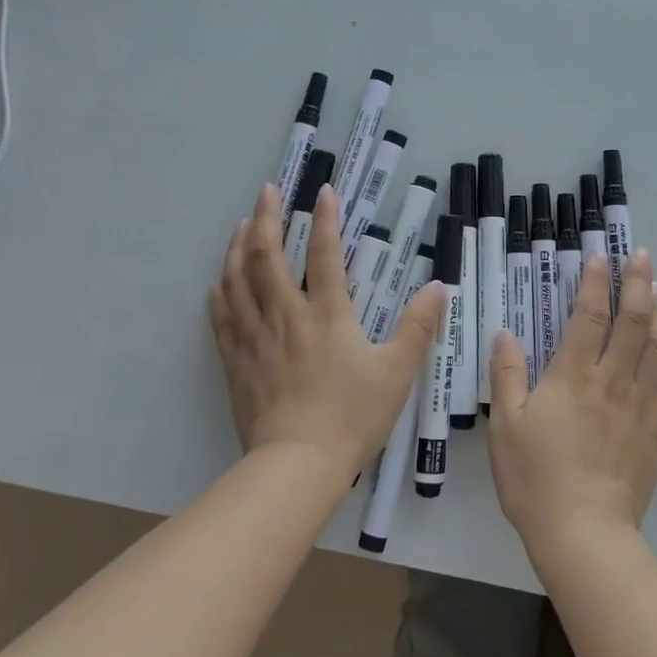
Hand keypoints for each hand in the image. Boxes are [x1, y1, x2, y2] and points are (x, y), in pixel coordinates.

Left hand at [209, 184, 444, 482]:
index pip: (324, 254)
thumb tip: (438, 286)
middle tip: (267, 192)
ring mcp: (256, 338)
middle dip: (267, 218)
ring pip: (238, 281)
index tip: (322, 191)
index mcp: (327, 314)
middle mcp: (286, 315)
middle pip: (268, 257)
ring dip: (239, 248)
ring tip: (241, 225)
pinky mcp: (237, 362)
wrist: (298, 465)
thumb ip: (418, 326)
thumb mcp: (397, 372)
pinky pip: (222, 318)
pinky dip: (220, 294)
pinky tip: (218, 282)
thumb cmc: (352, 416)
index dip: (325, 219)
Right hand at [487, 249, 656, 554]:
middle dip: (637, 284)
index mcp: (572, 376)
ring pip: (655, 349)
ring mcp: (638, 406)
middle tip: (642, 256)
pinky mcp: (654, 432)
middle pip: (632, 323)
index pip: (589, 317)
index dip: (595, 283)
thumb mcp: (505, 426)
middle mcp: (611, 382)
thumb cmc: (535, 478)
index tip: (601, 256)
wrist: (584, 533)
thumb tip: (506, 333)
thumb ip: (506, 375)